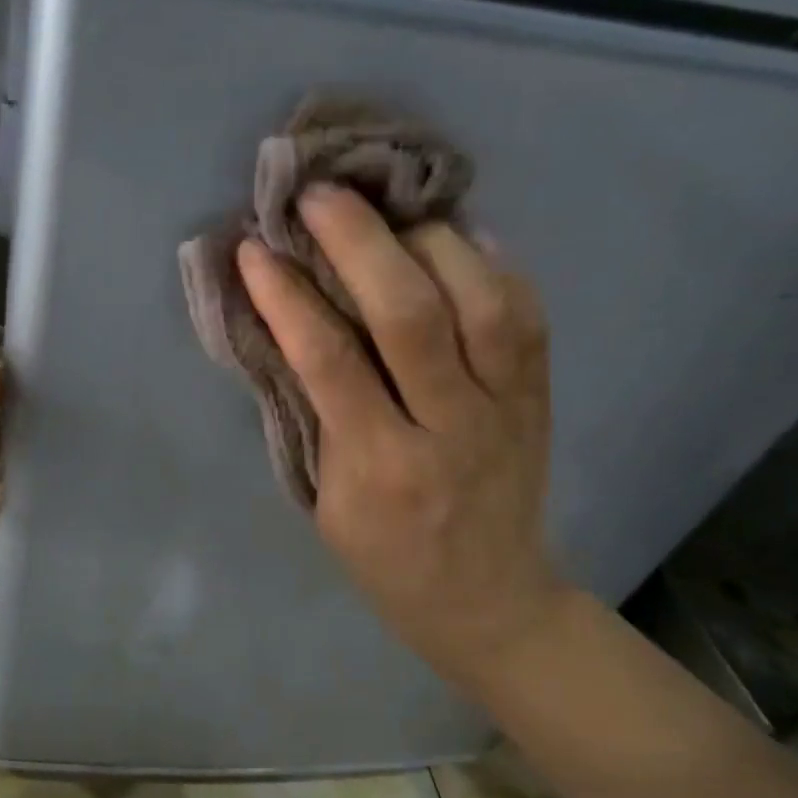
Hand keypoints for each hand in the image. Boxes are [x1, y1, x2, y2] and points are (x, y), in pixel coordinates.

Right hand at [237, 185, 567, 688]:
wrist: (488, 600)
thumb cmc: (386, 560)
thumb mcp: (328, 502)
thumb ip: (314, 417)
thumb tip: (288, 328)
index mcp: (381, 468)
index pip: (330, 362)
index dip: (288, 296)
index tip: (255, 250)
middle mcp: (450, 429)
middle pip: (412, 315)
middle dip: (359, 242)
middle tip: (319, 197)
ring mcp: (507, 409)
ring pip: (482, 300)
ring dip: (428, 241)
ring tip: (388, 214)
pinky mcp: (541, 396)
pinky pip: (526, 312)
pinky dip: (489, 262)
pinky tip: (454, 237)